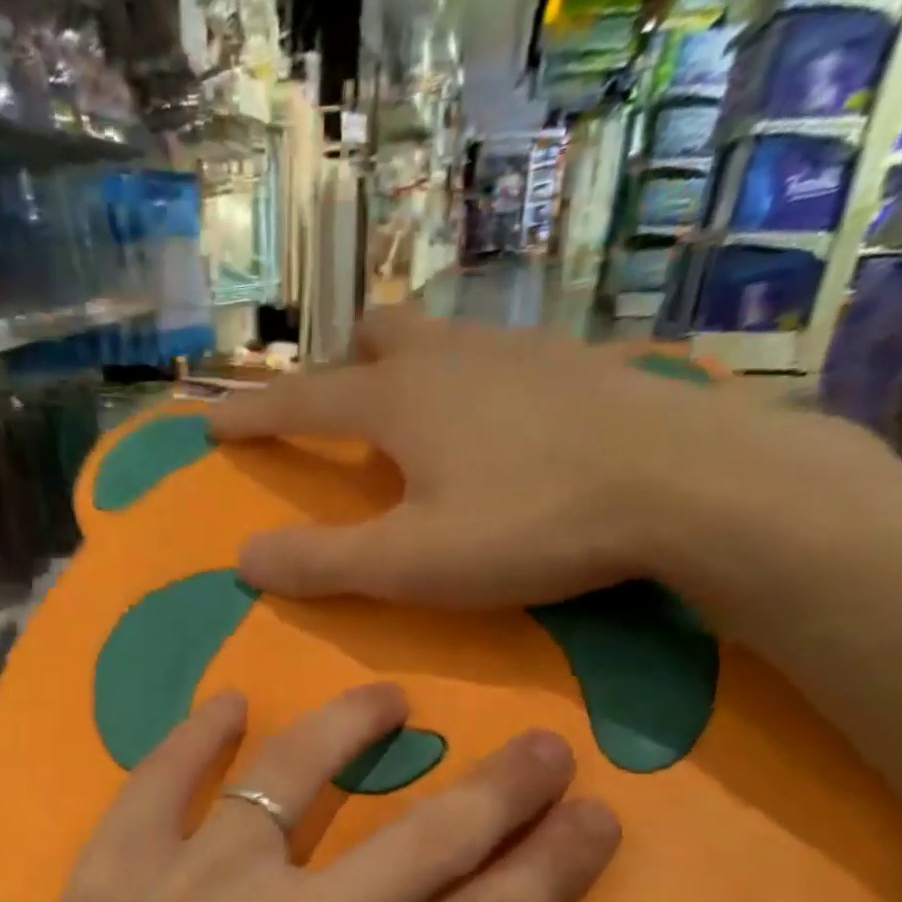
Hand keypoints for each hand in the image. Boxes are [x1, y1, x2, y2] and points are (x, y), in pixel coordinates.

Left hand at [0, 684, 617, 901]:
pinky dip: (202, 733)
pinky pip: (166, 775)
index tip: (594, 810)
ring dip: (349, 725)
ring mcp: (192, 891)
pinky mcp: (116, 868)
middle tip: (540, 742)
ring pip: (291, 776)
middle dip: (501, 784)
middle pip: (424, 839)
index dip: (556, 861)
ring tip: (387, 698)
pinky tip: (233, 705)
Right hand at [208, 307, 901, 610]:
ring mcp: (520, 351)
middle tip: (334, 408)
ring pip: (440, 338)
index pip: (302, 401)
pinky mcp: (577, 364)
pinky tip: (498, 419)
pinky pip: (499, 356)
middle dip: (339, 366)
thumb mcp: (409, 564)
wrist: (689, 484)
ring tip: (412, 413)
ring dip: (407, 366)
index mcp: (399, 401)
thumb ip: (320, 563)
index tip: (213, 423)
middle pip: (375, 337)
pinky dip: (471, 380)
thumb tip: (243, 558)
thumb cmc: (530, 524)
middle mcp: (451, 358)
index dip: (252, 416)